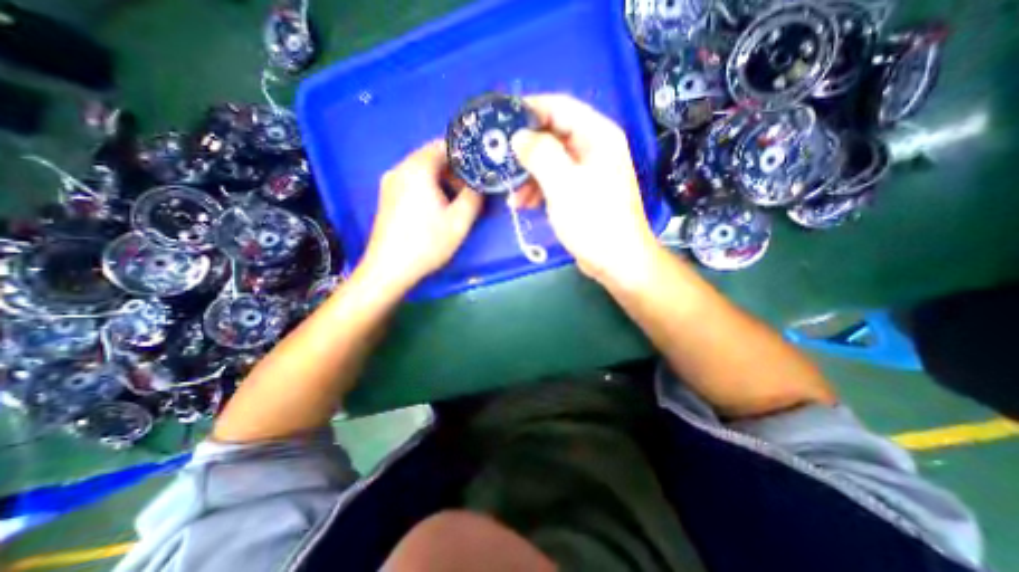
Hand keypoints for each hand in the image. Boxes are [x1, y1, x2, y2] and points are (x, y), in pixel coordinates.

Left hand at [358, 138, 484, 294]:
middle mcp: (400, 168)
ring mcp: (390, 183)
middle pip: (432, 157)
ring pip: (423, 171)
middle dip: (455, 171)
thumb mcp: (460, 221)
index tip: (480, 170)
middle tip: (471, 191)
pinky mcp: (387, 197)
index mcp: (417, 168)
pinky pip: (413, 183)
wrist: (389, 268)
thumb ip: (474, 196)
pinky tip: (437, 209)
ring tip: (456, 202)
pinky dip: (429, 188)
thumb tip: (480, 184)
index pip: (444, 145)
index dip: (466, 155)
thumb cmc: (427, 243)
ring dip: (443, 181)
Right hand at [509, 96, 661, 290]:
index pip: (560, 107)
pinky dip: (537, 190)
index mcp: (597, 136)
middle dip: (526, 151)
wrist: (616, 260)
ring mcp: (587, 172)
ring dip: (528, 175)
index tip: (502, 117)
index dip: (530, 108)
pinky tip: (523, 204)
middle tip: (501, 161)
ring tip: (512, 194)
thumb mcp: (564, 184)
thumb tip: (519, 137)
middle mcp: (593, 148)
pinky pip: (554, 181)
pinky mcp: (580, 192)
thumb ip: (541, 154)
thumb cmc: (594, 220)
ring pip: (550, 161)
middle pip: (552, 136)